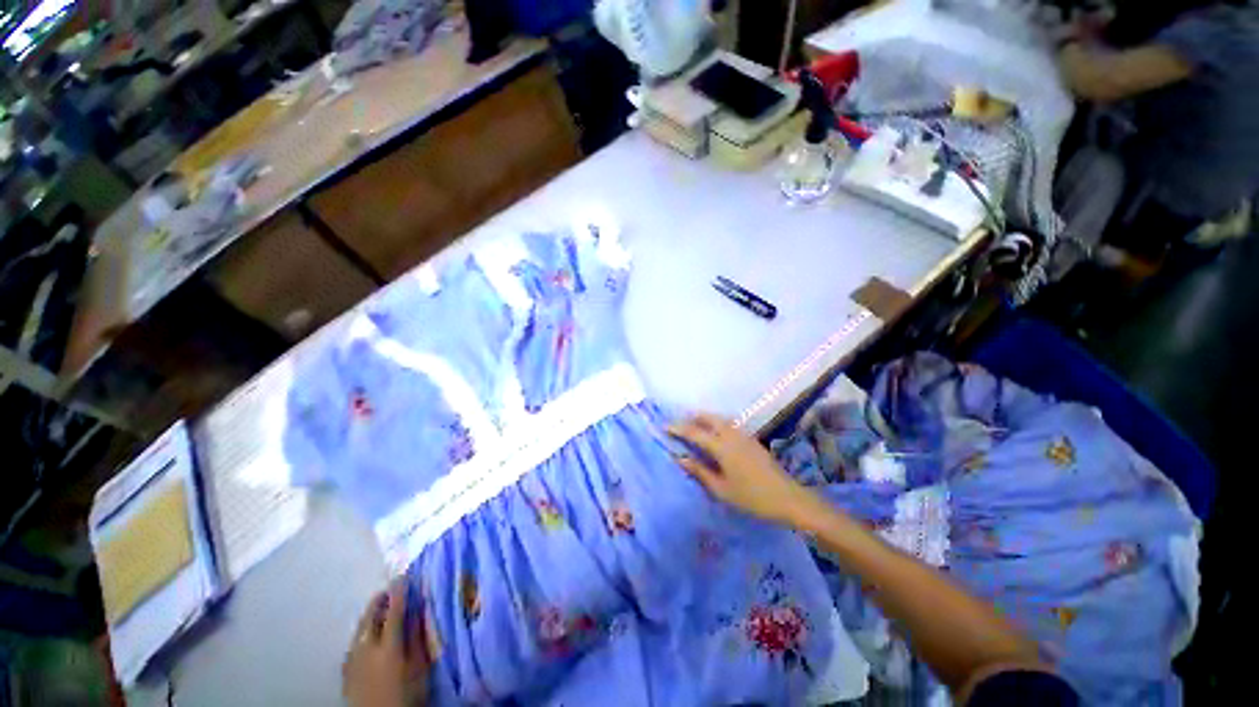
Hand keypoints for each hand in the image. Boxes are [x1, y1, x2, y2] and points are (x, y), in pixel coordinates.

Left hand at [343, 581, 430, 706]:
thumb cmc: (406, 695)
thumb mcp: (420, 667)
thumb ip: (418, 637)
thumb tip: (420, 611)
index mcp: (388, 645)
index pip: (394, 611)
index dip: (398, 592)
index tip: (403, 576)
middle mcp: (366, 648)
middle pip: (370, 617)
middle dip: (379, 601)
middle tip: (389, 590)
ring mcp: (352, 660)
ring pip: (359, 629)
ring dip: (370, 615)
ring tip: (379, 608)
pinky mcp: (345, 672)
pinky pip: (353, 643)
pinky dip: (362, 632)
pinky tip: (367, 635)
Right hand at [668, 413, 817, 527]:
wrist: (788, 499)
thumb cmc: (752, 498)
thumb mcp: (722, 489)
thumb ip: (700, 471)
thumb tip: (680, 458)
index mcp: (722, 447)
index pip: (695, 432)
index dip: (678, 428)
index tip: (665, 426)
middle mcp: (732, 435)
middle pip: (709, 418)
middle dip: (693, 418)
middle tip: (680, 424)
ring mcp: (744, 436)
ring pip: (721, 420)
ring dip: (706, 419)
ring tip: (695, 426)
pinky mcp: (752, 440)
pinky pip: (729, 425)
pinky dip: (717, 424)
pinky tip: (716, 435)